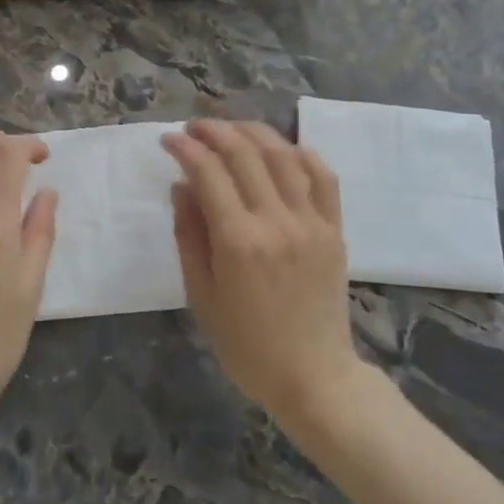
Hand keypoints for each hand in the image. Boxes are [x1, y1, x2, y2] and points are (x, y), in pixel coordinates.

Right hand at [162, 119, 363, 423]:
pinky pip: (323, 177)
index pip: (208, 173)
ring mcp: (311, 222)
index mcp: (238, 241)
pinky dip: (302, 153)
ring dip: (254, 133)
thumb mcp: (201, 295)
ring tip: (231, 129)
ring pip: (283, 156)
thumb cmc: (246, 344)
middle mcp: (276, 221)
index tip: (168, 140)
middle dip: (215, 131)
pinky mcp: (334, 229)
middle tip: (194, 128)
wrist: (312, 375)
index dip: (185, 149)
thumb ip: (189, 235)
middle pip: (244, 154)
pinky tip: (283, 148)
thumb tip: (182, 186)